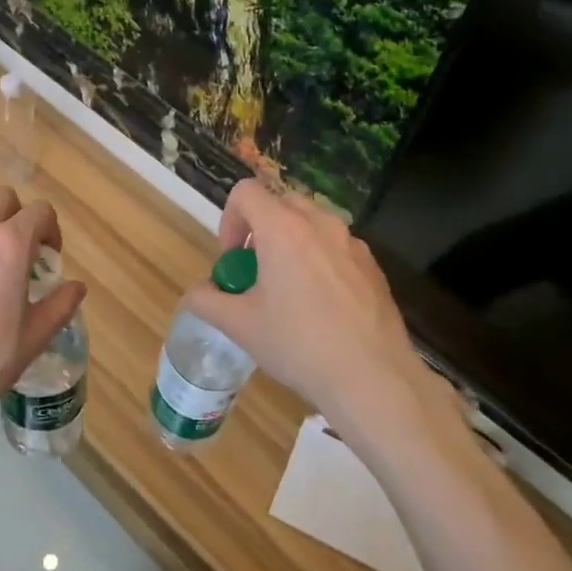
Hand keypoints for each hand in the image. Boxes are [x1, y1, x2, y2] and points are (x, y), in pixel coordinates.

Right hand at [184, 180, 446, 447]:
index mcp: (283, 229)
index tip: (232, 260)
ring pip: (311, 225)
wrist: (372, 377)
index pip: (246, 192)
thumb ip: (206, 301)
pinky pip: (336, 248)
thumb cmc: (298, 345)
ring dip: (290, 244)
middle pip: (280, 204)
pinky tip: (321, 309)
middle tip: (255, 273)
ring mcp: (353, 243)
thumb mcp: (239, 325)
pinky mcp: (373, 266)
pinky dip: (319, 261)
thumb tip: (197, 293)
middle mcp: (321, 224)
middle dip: (259, 230)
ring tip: (288, 292)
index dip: (229, 220)